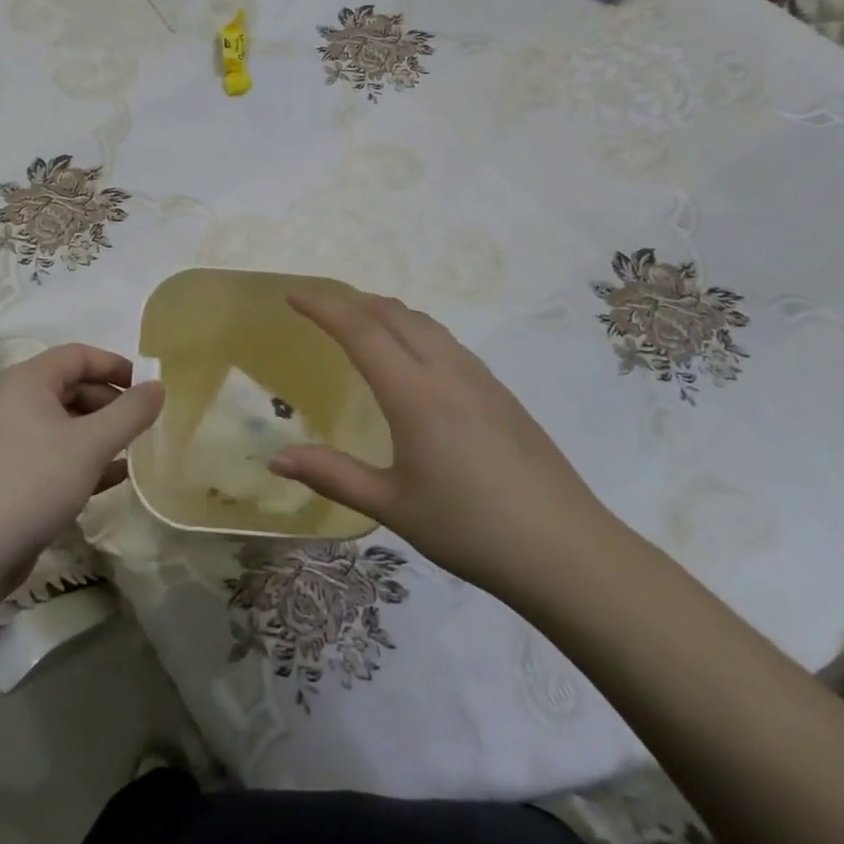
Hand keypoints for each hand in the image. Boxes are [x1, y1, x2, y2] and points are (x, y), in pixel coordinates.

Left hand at [0, 344, 163, 601]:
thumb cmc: (32, 483)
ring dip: (98, 433)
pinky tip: (111, 478)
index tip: (147, 387)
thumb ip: (130, 412)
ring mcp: (3, 438)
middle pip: (69, 387)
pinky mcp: (2, 473)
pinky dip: (79, 458)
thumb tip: (158, 386)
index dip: (116, 365)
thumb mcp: (91, 445)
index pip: (78, 355)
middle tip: (140, 424)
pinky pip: (49, 452)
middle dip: (109, 402)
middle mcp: (10, 400)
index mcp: (26, 380)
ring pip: (61, 423)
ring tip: (131, 451)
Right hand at [271, 289, 615, 604]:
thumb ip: (332, 475)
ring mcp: (479, 377)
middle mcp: (446, 370)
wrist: (566, 550)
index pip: (360, 329)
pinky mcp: (500, 391)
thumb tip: (276, 458)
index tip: (292, 293)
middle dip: (350, 299)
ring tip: (359, 320)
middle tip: (317, 304)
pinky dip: (413, 329)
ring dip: (384, 310)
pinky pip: (445, 340)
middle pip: (392, 313)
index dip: (323, 305)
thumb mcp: (392, 506)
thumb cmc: (470, 529)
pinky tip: (411, 356)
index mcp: (415, 392)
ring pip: (423, 323)